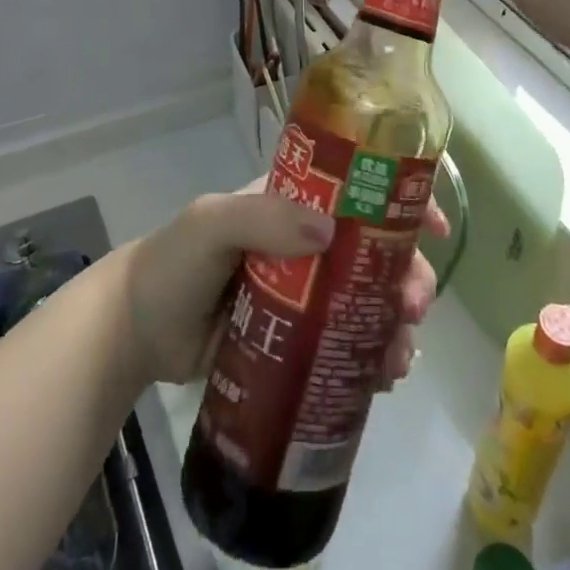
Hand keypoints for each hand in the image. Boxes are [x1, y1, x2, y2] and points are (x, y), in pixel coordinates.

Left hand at [123, 186, 445, 385]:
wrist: (137, 334)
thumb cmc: (174, 263)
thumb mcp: (211, 223)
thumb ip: (261, 217)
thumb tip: (329, 231)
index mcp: (294, 203)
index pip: (358, 188)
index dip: (401, 199)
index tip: (433, 226)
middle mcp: (308, 243)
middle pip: (375, 252)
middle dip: (406, 275)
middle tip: (413, 309)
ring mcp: (307, 296)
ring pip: (368, 303)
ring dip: (395, 324)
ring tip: (397, 358)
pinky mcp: (299, 343)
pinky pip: (346, 347)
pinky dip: (372, 360)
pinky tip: (381, 381)